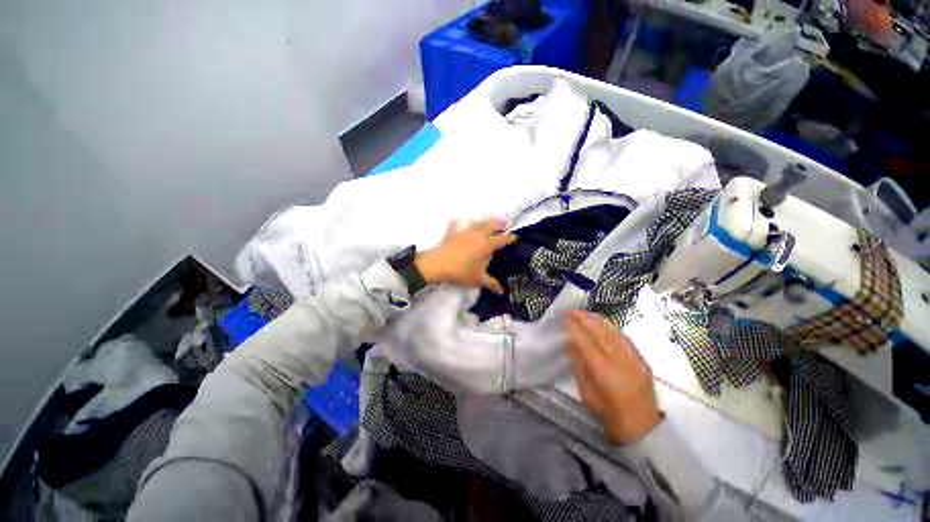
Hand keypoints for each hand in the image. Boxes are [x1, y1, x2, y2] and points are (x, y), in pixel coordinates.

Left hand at [415, 218, 517, 293]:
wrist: (438, 265)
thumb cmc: (461, 272)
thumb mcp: (478, 279)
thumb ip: (491, 284)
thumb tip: (502, 291)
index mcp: (486, 245)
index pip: (501, 239)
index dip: (509, 238)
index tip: (515, 236)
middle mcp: (477, 236)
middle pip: (490, 225)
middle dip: (498, 223)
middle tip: (504, 223)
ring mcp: (464, 233)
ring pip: (475, 223)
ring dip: (482, 222)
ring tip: (485, 223)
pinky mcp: (452, 233)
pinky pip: (455, 225)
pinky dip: (457, 223)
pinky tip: (457, 221)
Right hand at [565, 310, 660, 444]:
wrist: (645, 432)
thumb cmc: (610, 418)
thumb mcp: (587, 396)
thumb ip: (579, 368)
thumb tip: (571, 346)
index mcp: (605, 374)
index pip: (586, 343)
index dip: (573, 328)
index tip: (563, 317)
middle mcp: (621, 362)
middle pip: (600, 333)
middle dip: (584, 319)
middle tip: (570, 311)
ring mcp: (635, 360)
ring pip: (614, 332)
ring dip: (597, 320)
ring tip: (584, 314)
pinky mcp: (643, 361)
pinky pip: (625, 338)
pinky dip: (611, 327)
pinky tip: (603, 324)